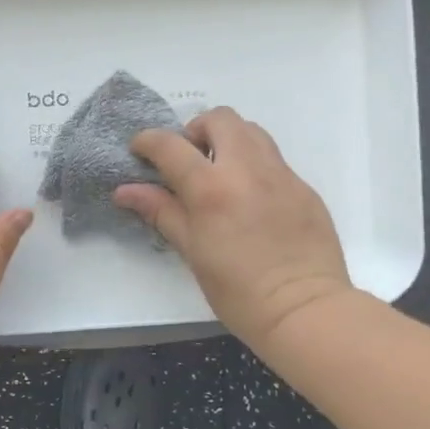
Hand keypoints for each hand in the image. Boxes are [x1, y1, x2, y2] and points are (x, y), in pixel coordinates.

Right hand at [114, 107, 351, 346]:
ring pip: (251, 131)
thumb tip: (125, 191)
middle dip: (196, 130)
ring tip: (218, 173)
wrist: (304, 310)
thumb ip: (161, 211)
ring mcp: (281, 174)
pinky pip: (273, 159)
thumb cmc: (237, 289)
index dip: (148, 141)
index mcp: (212, 188)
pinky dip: (252, 164)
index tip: (139, 150)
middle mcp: (247, 169)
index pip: (171, 145)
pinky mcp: (304, 187)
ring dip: (228, 140)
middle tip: (188, 161)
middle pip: (219, 119)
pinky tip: (249, 199)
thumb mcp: (191, 250)